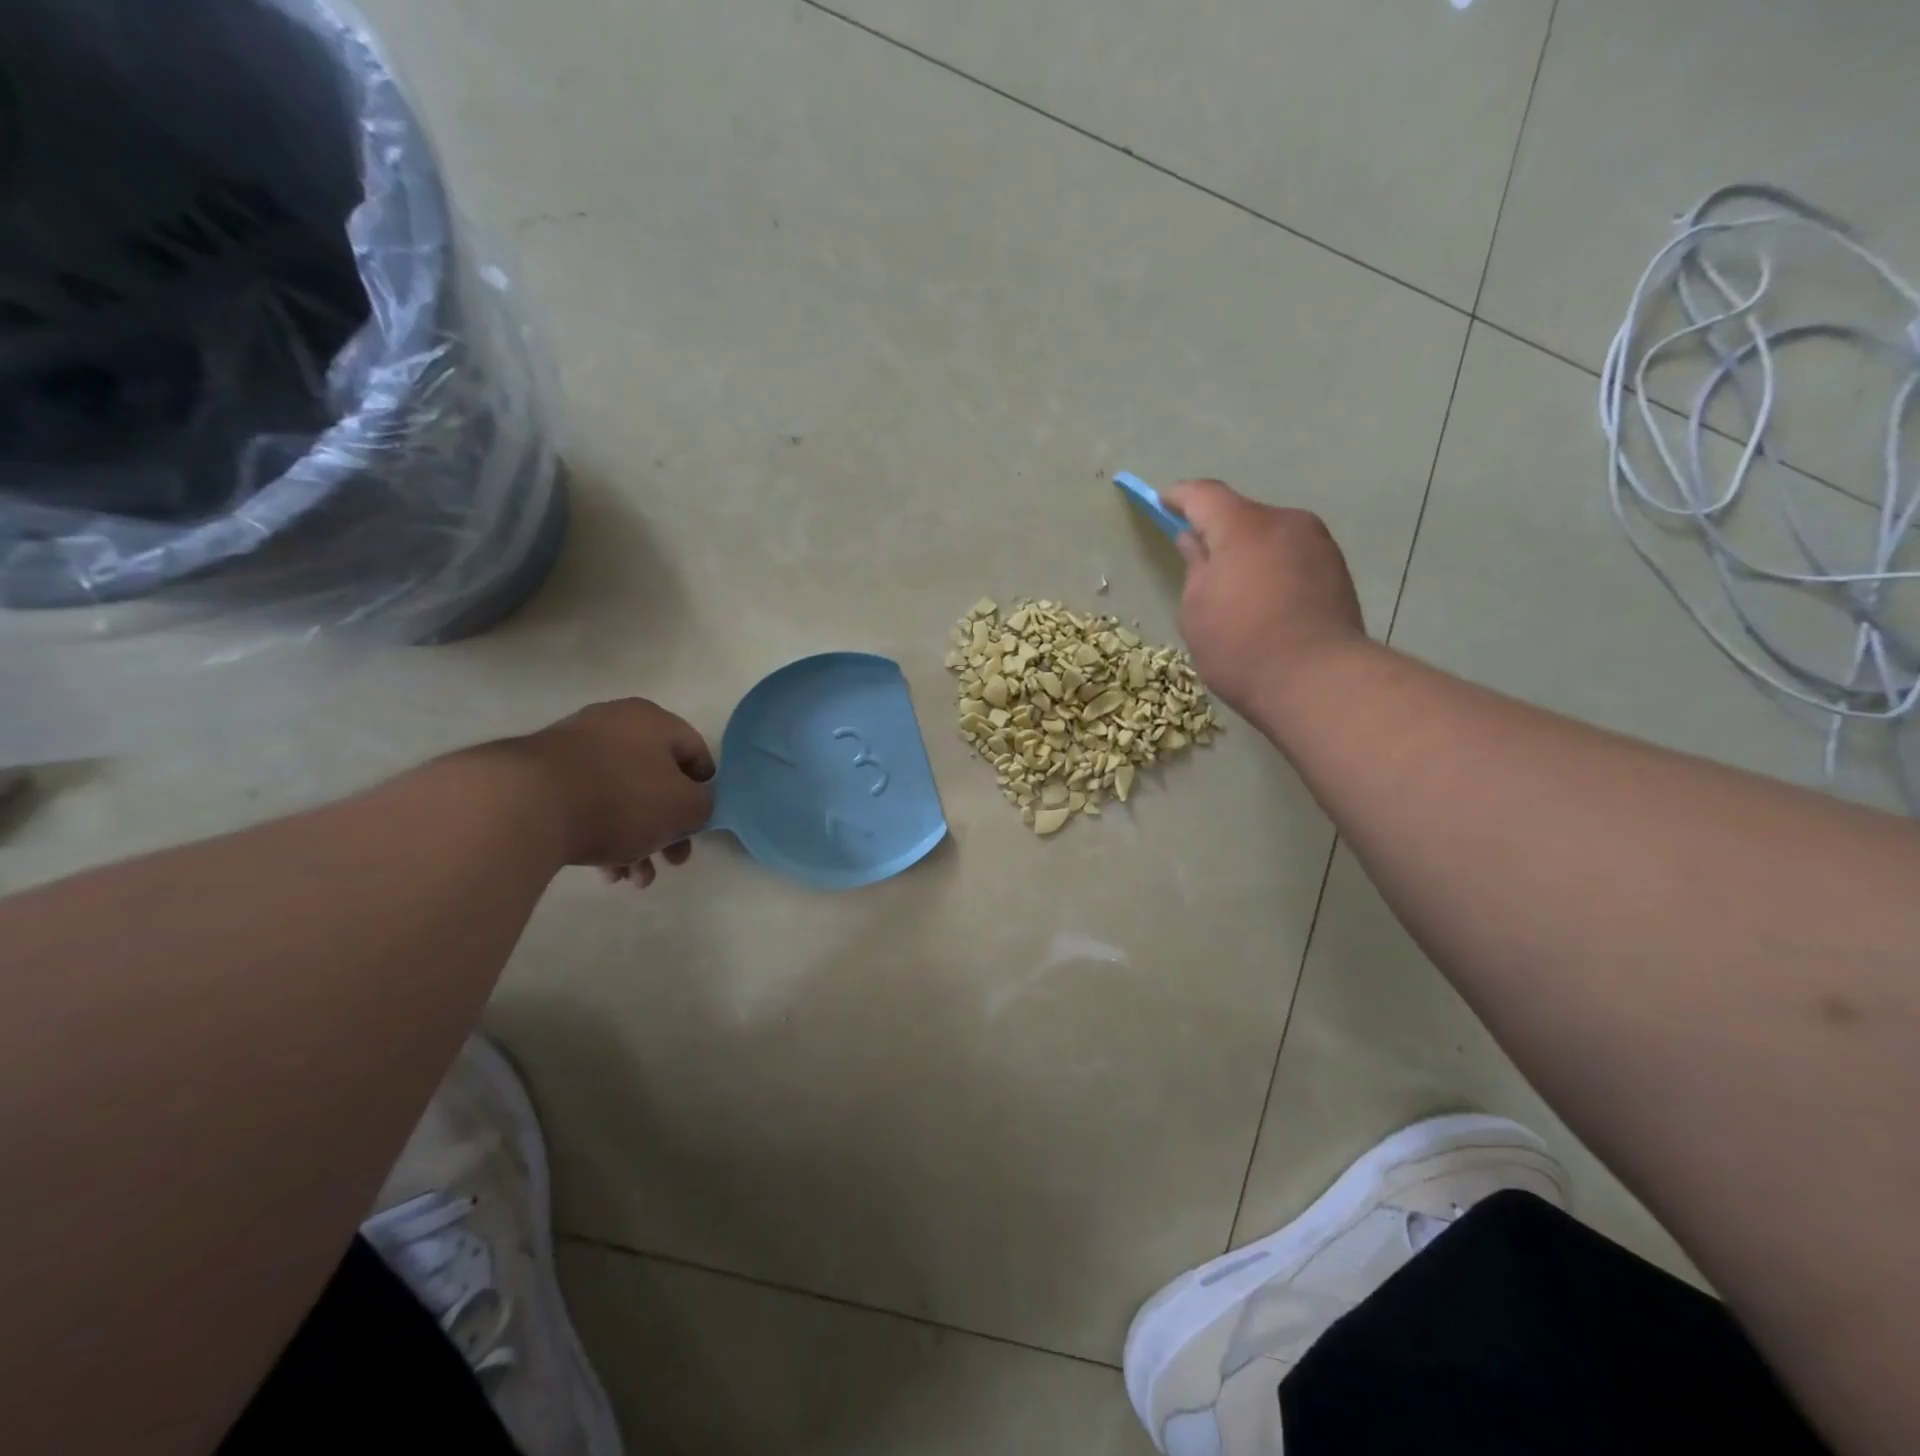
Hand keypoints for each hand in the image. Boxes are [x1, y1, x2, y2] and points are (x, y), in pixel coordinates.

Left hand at [510, 699, 715, 886]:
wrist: (523, 807)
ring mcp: (572, 748)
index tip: (700, 825)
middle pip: (656, 780)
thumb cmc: (621, 799)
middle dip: (667, 828)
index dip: (706, 791)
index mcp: (652, 720)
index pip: (695, 752)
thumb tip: (695, 806)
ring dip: (636, 841)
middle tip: (672, 860)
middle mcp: (613, 725)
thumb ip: (704, 806)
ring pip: (621, 798)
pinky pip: (586, 804)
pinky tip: (604, 872)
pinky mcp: (540, 776)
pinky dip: (601, 835)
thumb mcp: (683, 807)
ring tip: (633, 880)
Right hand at [1163, 479, 1366, 722]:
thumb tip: (1193, 540)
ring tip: (1234, 588)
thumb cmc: (1241, 647)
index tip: (1161, 503)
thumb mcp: (1196, 610)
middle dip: (1216, 529)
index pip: (1204, 495)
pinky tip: (1264, 601)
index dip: (1179, 496)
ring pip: (1269, 534)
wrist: (1319, 681)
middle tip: (1197, 560)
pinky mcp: (1336, 568)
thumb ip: (1195, 565)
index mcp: (1243, 527)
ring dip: (1247, 550)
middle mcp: (1285, 522)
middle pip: (1240, 514)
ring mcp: (1317, 543)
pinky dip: (1271, 566)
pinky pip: (1291, 554)